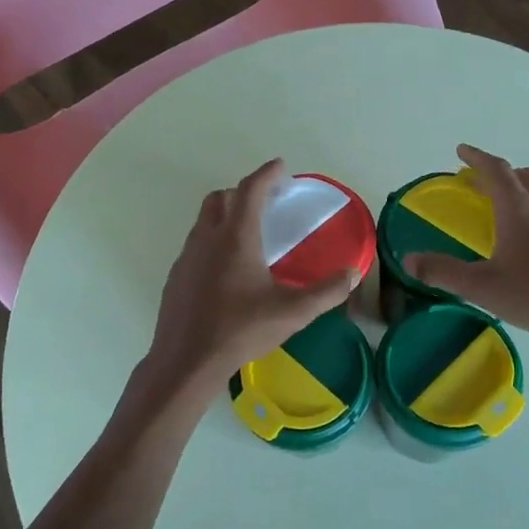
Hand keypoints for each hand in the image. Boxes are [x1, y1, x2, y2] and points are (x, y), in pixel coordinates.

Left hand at [126, 159, 359, 428]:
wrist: (186, 361)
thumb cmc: (240, 331)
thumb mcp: (292, 313)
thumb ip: (326, 292)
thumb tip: (352, 273)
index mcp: (236, 237)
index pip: (251, 189)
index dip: (267, 174)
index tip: (281, 167)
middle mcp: (208, 238)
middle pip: (221, 197)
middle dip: (244, 192)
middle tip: (267, 203)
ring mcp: (187, 256)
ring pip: (204, 220)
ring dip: (225, 214)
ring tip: (248, 234)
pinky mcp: (176, 276)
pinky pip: (196, 245)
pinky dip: (212, 241)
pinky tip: (225, 269)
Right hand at [405, 144, 528, 349]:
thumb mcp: (481, 286)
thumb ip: (443, 272)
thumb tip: (408, 260)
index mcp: (519, 211)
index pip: (496, 171)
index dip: (477, 158)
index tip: (462, 150)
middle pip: (527, 177)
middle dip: (503, 174)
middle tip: (481, 183)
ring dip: (521, 196)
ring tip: (502, 215)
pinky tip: (526, 249)